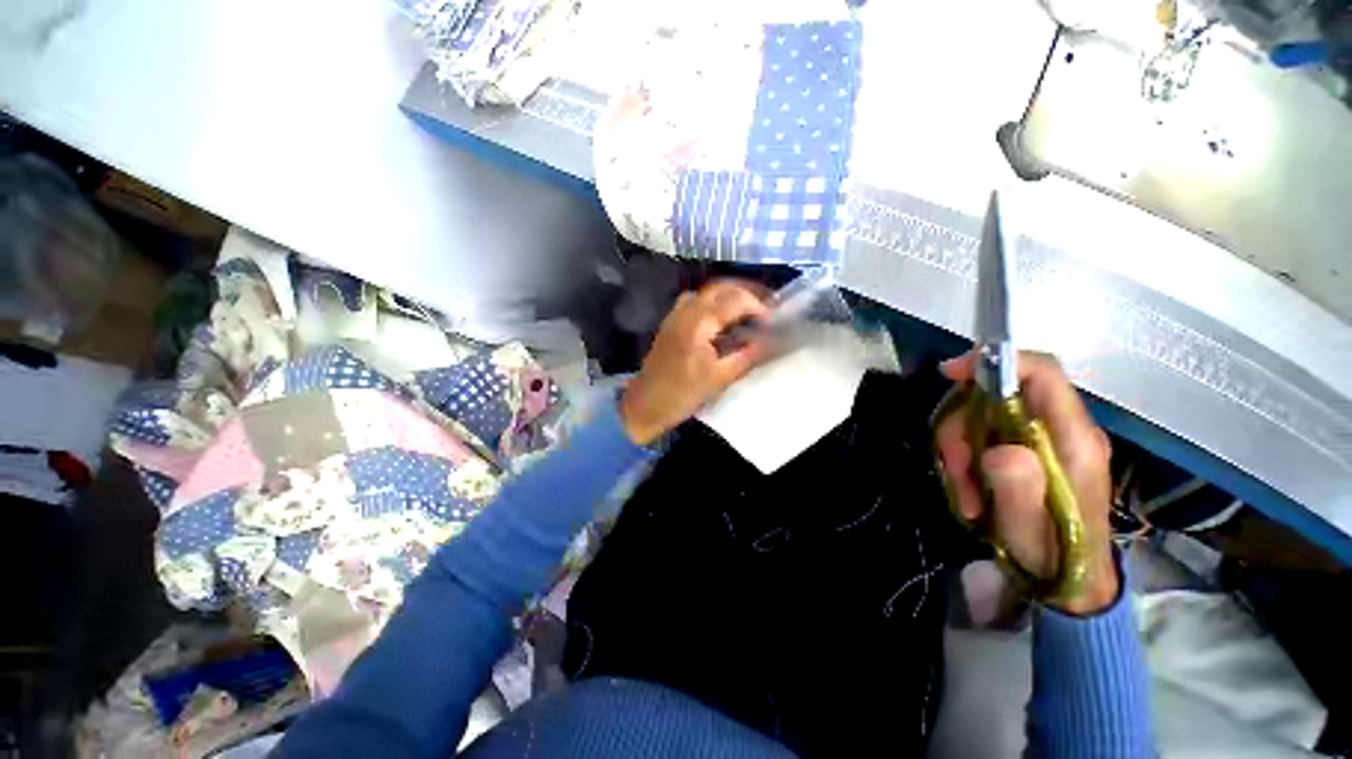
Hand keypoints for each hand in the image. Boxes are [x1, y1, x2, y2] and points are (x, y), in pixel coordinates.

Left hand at [619, 280, 769, 445]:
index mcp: (700, 323)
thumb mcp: (720, 378)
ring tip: (747, 312)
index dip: (758, 307)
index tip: (772, 322)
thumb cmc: (683, 394)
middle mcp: (686, 310)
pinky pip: (696, 301)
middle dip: (746, 294)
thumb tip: (769, 341)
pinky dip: (714, 303)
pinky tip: (722, 319)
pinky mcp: (671, 322)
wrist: (646, 403)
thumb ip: (747, 355)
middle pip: (721, 288)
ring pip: (707, 292)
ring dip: (729, 296)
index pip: (736, 300)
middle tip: (764, 311)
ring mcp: (676, 314)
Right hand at [937, 351, 1119, 614]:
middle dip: (962, 425)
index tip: (950, 373)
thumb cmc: (1053, 555)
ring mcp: (1042, 439)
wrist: (1067, 582)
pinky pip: (981, 435)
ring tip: (965, 494)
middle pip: (997, 395)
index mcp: (1073, 439)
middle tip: (953, 467)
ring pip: (982, 416)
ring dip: (959, 449)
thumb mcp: (1029, 528)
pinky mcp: (1025, 450)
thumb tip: (1000, 450)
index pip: (1042, 373)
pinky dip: (964, 459)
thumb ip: (1019, 488)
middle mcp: (1060, 430)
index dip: (996, 362)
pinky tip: (970, 491)